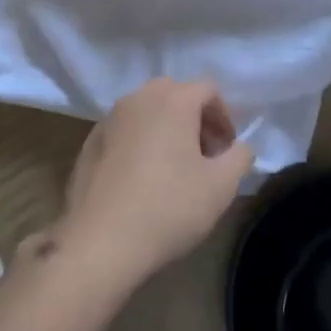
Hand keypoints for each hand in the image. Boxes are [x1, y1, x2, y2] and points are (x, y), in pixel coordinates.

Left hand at [53, 79, 251, 289]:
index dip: (225, 116)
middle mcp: (138, 98)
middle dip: (195, 118)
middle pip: (175, 94)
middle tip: (204, 155)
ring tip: (173, 168)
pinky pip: (124, 130)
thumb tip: (240, 147)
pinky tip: (141, 179)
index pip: (208, 89)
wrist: (100, 241)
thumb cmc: (168, 207)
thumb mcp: (221, 187)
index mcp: (172, 100)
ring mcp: (109, 118)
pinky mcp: (89, 142)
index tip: (227, 150)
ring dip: (166, 128)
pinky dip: (139, 142)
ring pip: (147, 110)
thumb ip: (240, 157)